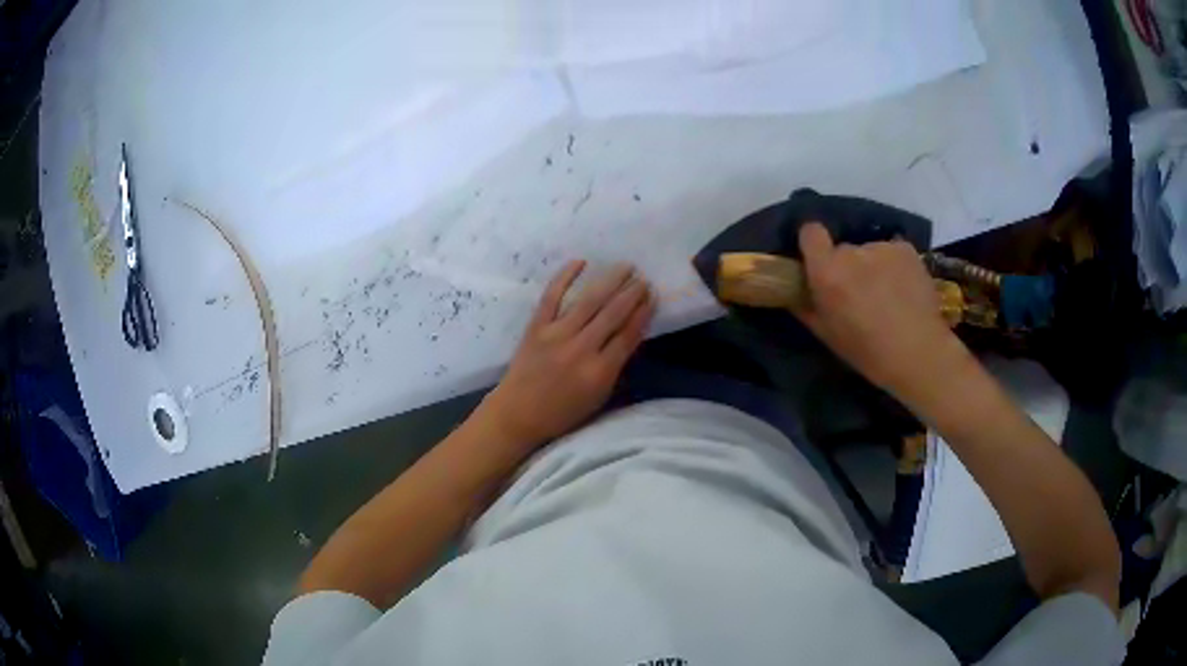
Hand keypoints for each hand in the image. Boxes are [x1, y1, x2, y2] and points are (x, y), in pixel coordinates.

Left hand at [477, 260, 655, 449]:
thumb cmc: (561, 412)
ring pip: (589, 301)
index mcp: (599, 371)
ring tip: (625, 266)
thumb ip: (615, 367)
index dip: (643, 313)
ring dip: (610, 281)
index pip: (628, 335)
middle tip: (643, 279)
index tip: (653, 297)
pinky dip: (565, 277)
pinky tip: (580, 262)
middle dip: (632, 294)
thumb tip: (631, 335)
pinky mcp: (536, 327)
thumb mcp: (598, 398)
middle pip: (612, 314)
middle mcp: (581, 349)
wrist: (517, 414)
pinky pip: (552, 297)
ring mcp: (556, 335)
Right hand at [793, 222, 967, 402]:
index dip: (813, 243)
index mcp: (827, 272)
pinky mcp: (906, 249)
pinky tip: (904, 290)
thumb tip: (795, 293)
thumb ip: (807, 308)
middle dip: (848, 266)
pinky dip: (895, 266)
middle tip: (860, 293)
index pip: (810, 232)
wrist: (919, 353)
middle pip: (843, 250)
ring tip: (888, 296)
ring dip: (873, 267)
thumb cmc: (868, 352)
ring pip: (870, 252)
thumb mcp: (827, 335)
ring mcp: (881, 247)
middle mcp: (852, 252)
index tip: (819, 260)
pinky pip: (892, 253)